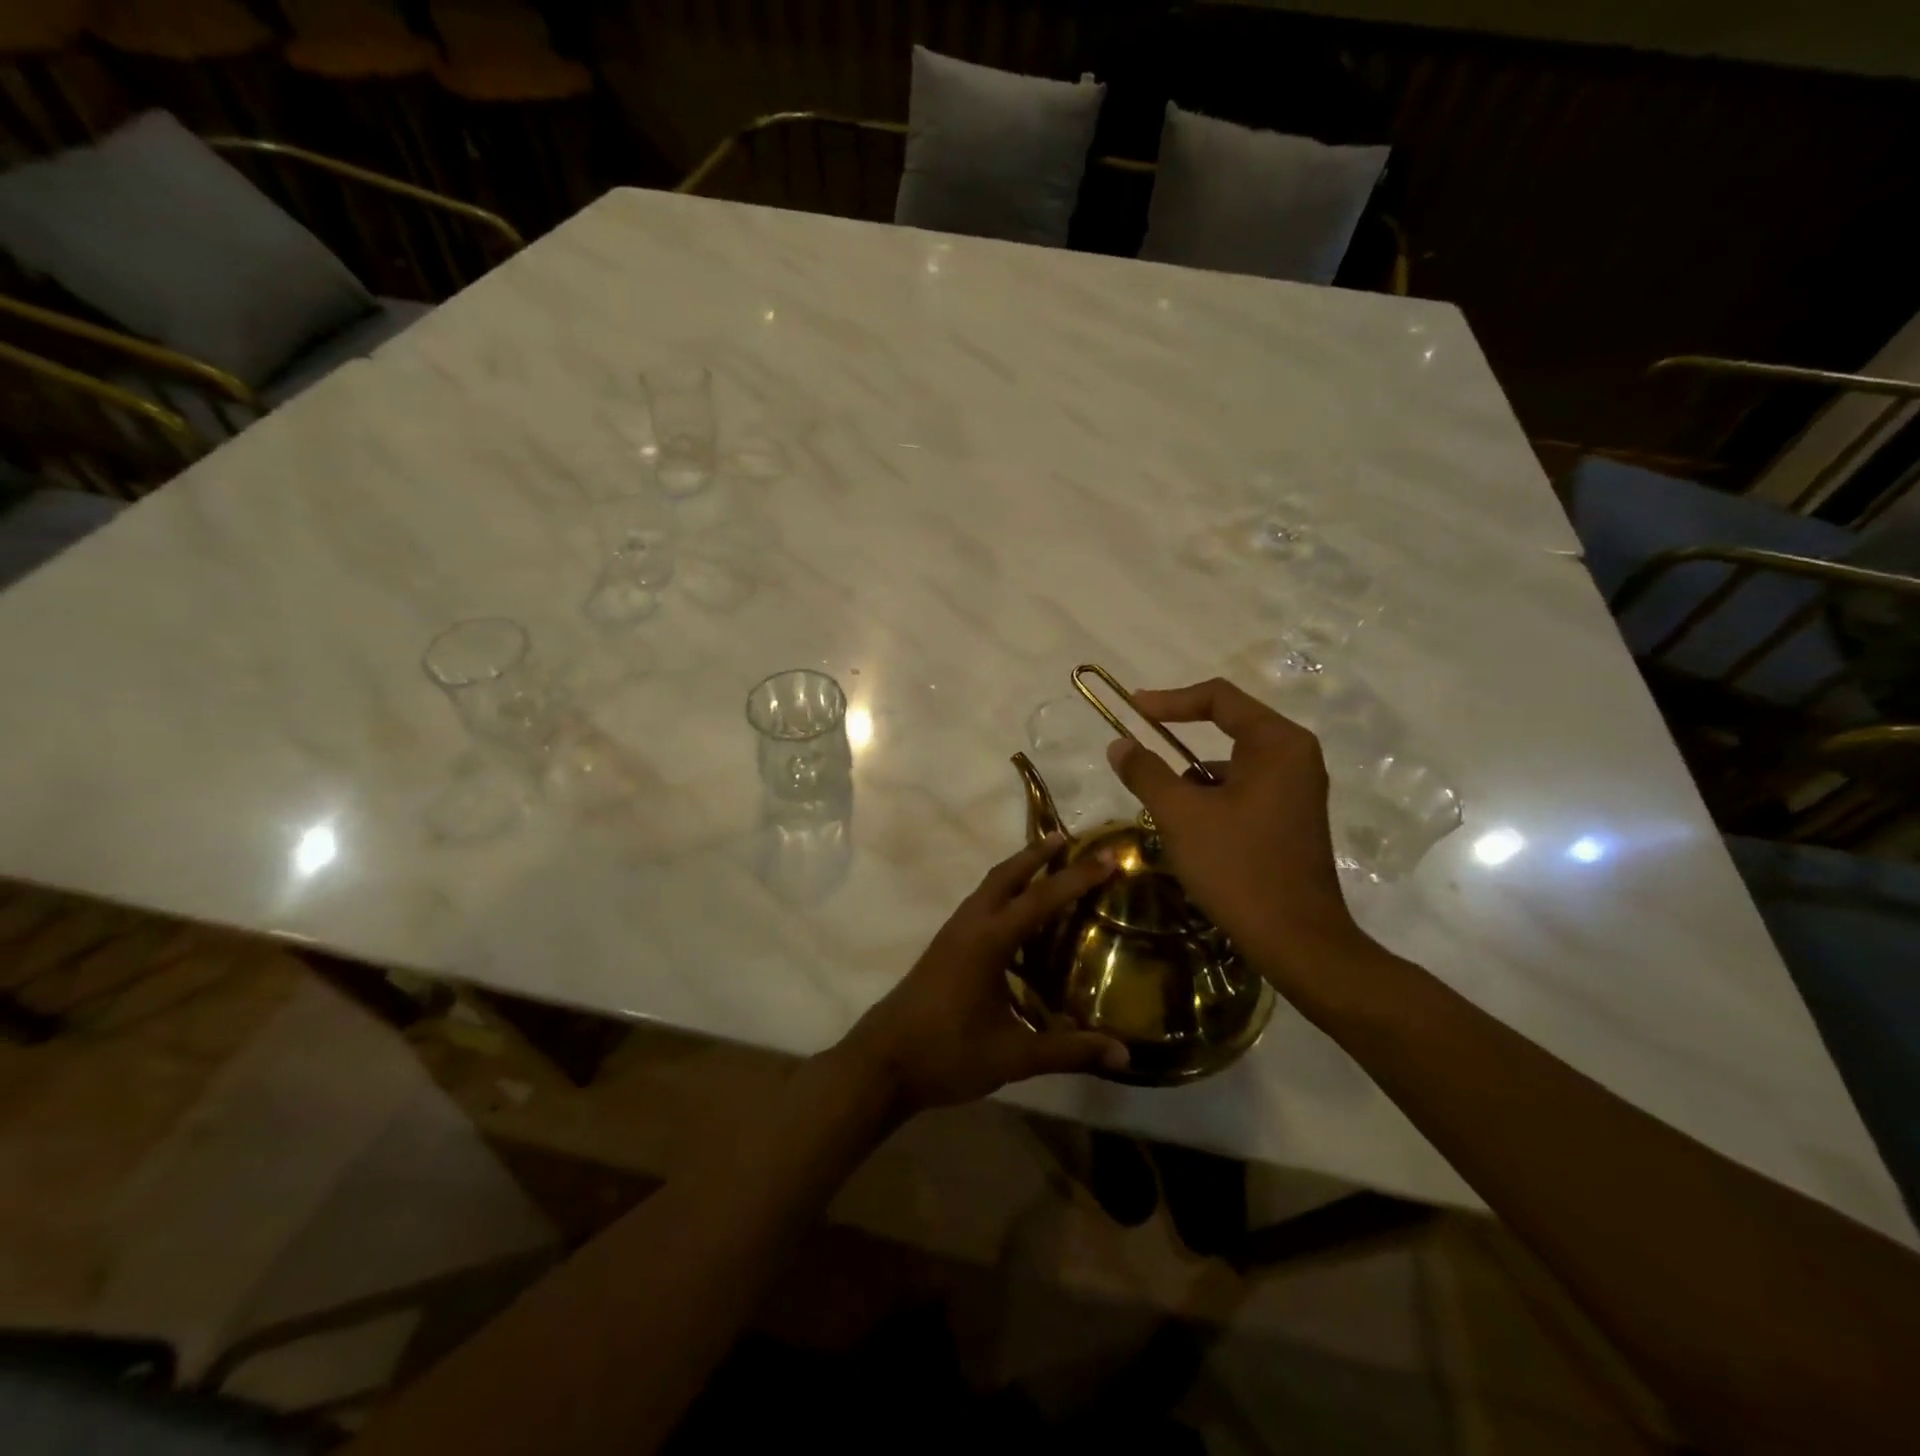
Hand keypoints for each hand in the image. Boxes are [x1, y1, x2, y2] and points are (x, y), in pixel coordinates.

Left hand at [836, 835, 1129, 1116]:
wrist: (881, 1064)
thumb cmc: (947, 1054)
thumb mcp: (1013, 1055)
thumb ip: (1067, 1051)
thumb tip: (1124, 1054)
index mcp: (988, 941)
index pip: (1040, 899)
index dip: (1077, 877)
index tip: (1108, 855)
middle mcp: (969, 925)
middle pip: (1006, 875)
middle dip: (1038, 854)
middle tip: (1069, 839)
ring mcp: (952, 934)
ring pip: (989, 887)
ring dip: (1018, 871)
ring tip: (1048, 867)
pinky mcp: (944, 947)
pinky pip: (980, 905)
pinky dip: (1003, 895)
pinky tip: (1019, 920)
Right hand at [1105, 678, 1365, 989]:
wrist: (1297, 941)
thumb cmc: (1238, 867)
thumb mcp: (1180, 815)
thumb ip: (1146, 772)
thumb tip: (1119, 744)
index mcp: (1277, 743)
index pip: (1219, 697)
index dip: (1170, 700)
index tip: (1132, 710)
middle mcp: (1295, 756)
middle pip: (1228, 727)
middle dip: (1178, 741)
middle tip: (1140, 752)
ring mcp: (1297, 789)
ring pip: (1232, 764)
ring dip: (1192, 778)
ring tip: (1160, 808)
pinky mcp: (1292, 818)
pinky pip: (1243, 790)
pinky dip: (1212, 799)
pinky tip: (1189, 832)